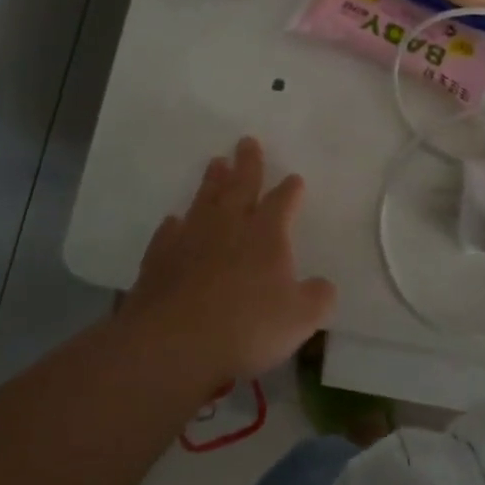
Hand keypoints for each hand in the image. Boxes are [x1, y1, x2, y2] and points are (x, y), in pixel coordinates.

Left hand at [127, 136, 335, 383]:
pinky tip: (174, 221)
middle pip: (241, 186)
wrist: (173, 342)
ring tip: (216, 162)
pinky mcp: (160, 258)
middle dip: (248, 164)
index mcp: (267, 234)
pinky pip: (170, 232)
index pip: (282, 202)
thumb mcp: (300, 319)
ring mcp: (191, 238)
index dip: (290, 190)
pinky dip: (174, 224)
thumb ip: (318, 298)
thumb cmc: (246, 326)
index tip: (295, 178)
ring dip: (212, 181)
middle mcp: (229, 226)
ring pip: (205, 200)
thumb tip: (324, 286)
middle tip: (247, 141)